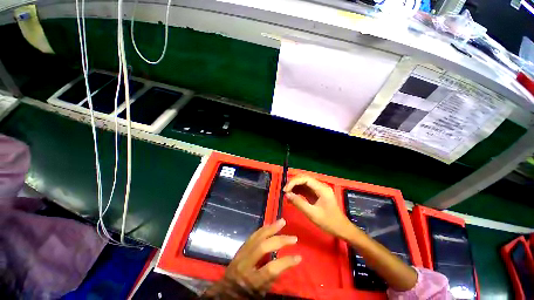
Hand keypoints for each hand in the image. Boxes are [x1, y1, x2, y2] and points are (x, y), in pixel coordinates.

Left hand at [203, 219, 300, 298]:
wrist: (224, 292)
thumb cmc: (244, 295)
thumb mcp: (260, 292)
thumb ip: (271, 277)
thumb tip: (285, 261)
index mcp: (251, 281)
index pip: (271, 268)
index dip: (286, 262)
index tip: (299, 257)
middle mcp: (245, 264)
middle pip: (263, 247)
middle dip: (280, 240)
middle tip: (293, 237)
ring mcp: (241, 254)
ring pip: (257, 236)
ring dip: (271, 228)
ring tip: (282, 221)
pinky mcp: (240, 248)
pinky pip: (253, 235)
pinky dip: (263, 229)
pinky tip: (270, 225)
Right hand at [284, 176, 350, 237]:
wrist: (342, 229)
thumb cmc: (329, 222)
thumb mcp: (312, 214)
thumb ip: (299, 203)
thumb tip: (287, 194)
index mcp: (322, 188)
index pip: (305, 179)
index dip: (293, 182)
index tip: (285, 190)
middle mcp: (320, 186)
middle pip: (304, 178)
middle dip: (293, 183)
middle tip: (285, 191)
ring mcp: (318, 189)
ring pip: (303, 183)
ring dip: (294, 186)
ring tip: (286, 193)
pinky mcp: (316, 194)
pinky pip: (305, 189)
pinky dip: (297, 191)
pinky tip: (292, 196)